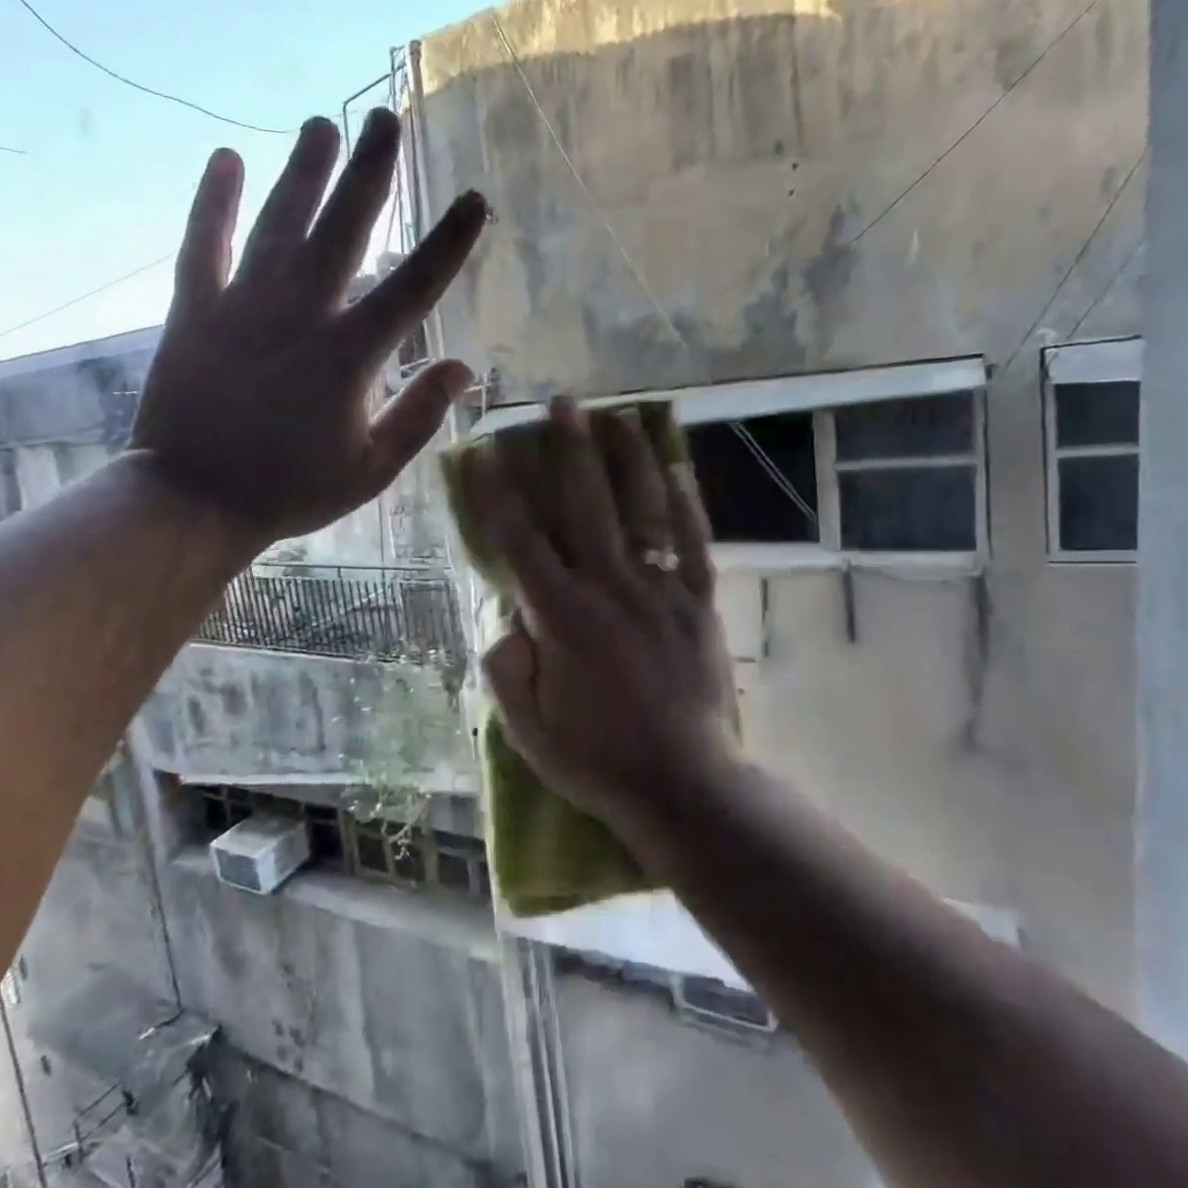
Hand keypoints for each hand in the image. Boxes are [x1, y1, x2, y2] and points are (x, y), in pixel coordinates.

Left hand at [131, 110, 485, 544]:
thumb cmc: (290, 490)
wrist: (194, 500)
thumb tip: (463, 368)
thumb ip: (418, 416)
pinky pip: (203, 243)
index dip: (448, 242)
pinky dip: (214, 200)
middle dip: (370, 173)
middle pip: (342, 229)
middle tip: (386, 118)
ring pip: (279, 222)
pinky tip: (226, 157)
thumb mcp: (370, 470)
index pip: (412, 287)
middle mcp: (300, 315)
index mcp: (349, 356)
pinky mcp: (194, 310)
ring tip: (322, 123)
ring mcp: (242, 306)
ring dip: (303, 171)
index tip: (474, 199)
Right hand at [469, 400, 738, 836]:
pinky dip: (685, 503)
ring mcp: (661, 592)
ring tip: (619, 416)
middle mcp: (611, 590)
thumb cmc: (597, 760)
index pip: (521, 542)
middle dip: (570, 450)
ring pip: (643, 511)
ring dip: (628, 459)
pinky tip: (677, 467)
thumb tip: (501, 616)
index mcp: (562, 619)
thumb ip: (504, 668)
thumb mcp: (527, 730)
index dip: (499, 494)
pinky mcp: (699, 603)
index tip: (487, 451)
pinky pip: (693, 543)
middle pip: (586, 506)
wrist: (684, 784)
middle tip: (562, 403)